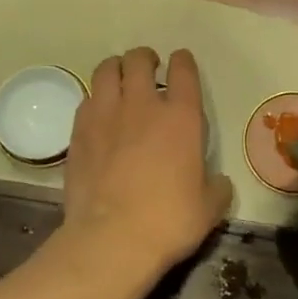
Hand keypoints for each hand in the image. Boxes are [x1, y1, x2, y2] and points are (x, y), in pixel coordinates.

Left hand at [59, 48, 231, 282]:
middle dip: (145, 58)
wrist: (111, 239)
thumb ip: (217, 187)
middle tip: (148, 69)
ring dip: (116, 69)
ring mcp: (106, 115)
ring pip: (106, 70)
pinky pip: (86, 100)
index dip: (182, 61)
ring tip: (120, 80)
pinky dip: (95, 99)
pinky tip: (99, 114)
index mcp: (181, 117)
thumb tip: (218, 182)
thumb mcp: (209, 209)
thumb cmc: (168, 222)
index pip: (183, 71)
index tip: (180, 62)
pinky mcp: (79, 132)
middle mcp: (142, 105)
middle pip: (139, 59)